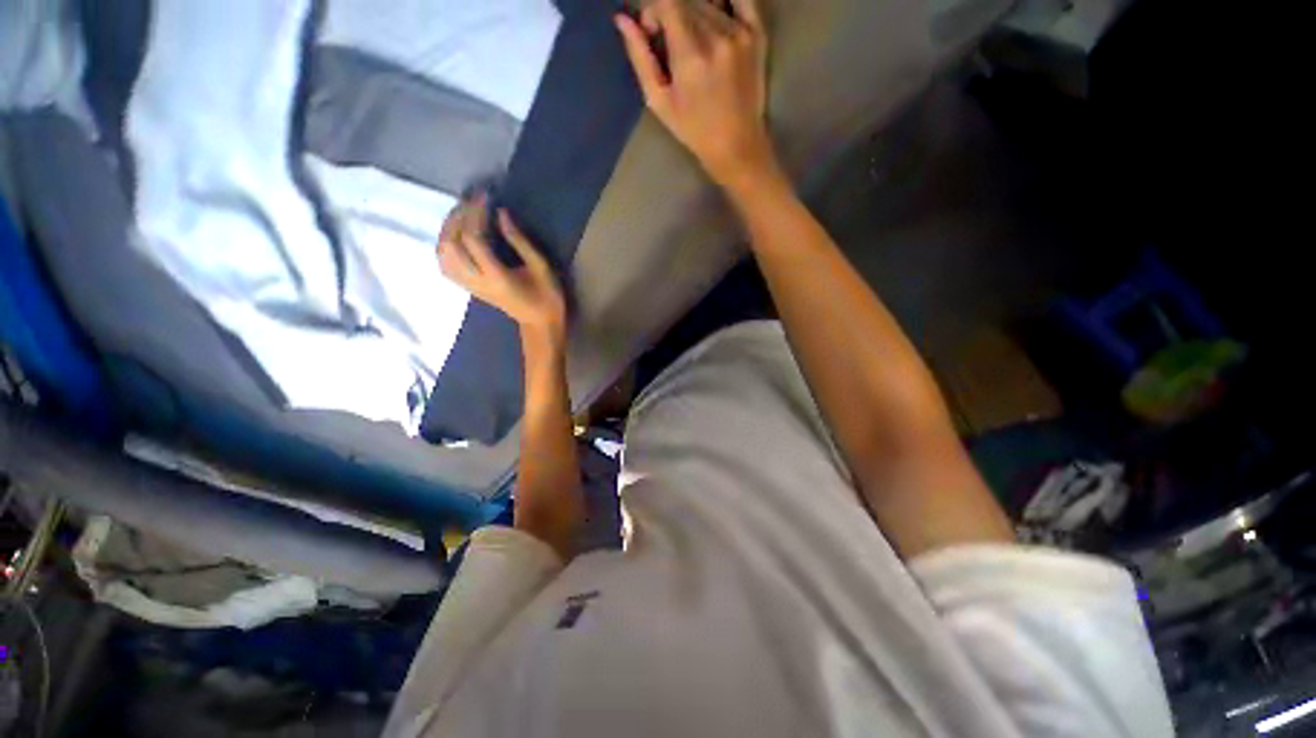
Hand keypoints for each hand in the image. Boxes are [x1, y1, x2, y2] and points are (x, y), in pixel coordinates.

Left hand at [437, 193, 566, 339]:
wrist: (540, 324)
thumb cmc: (547, 297)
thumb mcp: (541, 267)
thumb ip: (520, 241)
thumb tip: (501, 213)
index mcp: (497, 277)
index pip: (473, 240)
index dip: (476, 214)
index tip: (486, 197)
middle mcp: (477, 281)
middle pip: (451, 245)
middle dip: (458, 217)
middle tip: (473, 201)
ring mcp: (470, 286)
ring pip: (443, 254)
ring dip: (448, 229)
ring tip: (463, 213)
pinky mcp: (468, 287)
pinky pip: (445, 264)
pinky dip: (445, 244)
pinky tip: (456, 234)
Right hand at [616, 0, 775, 186]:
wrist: (737, 144)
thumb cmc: (694, 129)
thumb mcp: (659, 101)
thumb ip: (640, 58)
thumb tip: (622, 19)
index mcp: (690, 55)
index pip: (666, 1)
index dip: (653, 10)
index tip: (652, 30)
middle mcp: (717, 36)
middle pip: (687, 1)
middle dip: (672, 13)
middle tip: (672, 42)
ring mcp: (740, 32)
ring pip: (709, 2)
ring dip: (696, 13)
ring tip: (696, 43)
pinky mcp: (757, 34)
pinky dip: (724, 1)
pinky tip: (716, 16)